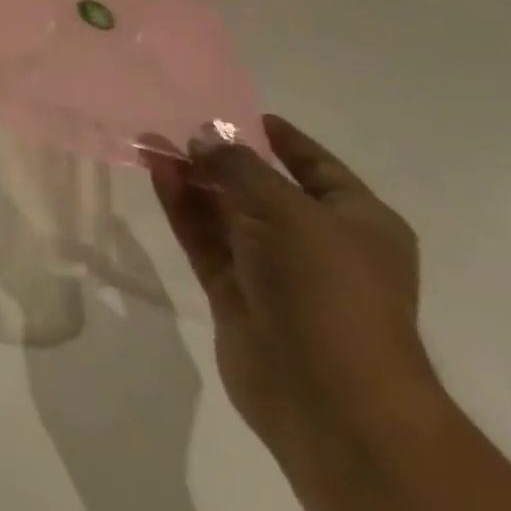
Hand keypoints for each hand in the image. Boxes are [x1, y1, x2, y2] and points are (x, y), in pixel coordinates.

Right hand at [142, 116, 436, 457]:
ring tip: (153, 140)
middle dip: (222, 156)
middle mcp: (317, 243)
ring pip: (226, 211)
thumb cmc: (327, 288)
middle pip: (262, 187)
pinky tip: (158, 172)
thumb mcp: (287, 208)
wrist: (329, 397)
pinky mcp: (235, 292)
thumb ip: (238, 166)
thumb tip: (202, 138)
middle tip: (178, 124)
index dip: (281, 139)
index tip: (240, 113)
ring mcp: (273, 270)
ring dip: (194, 177)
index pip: (317, 167)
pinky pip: (205, 237)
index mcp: (357, 222)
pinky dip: (183, 206)